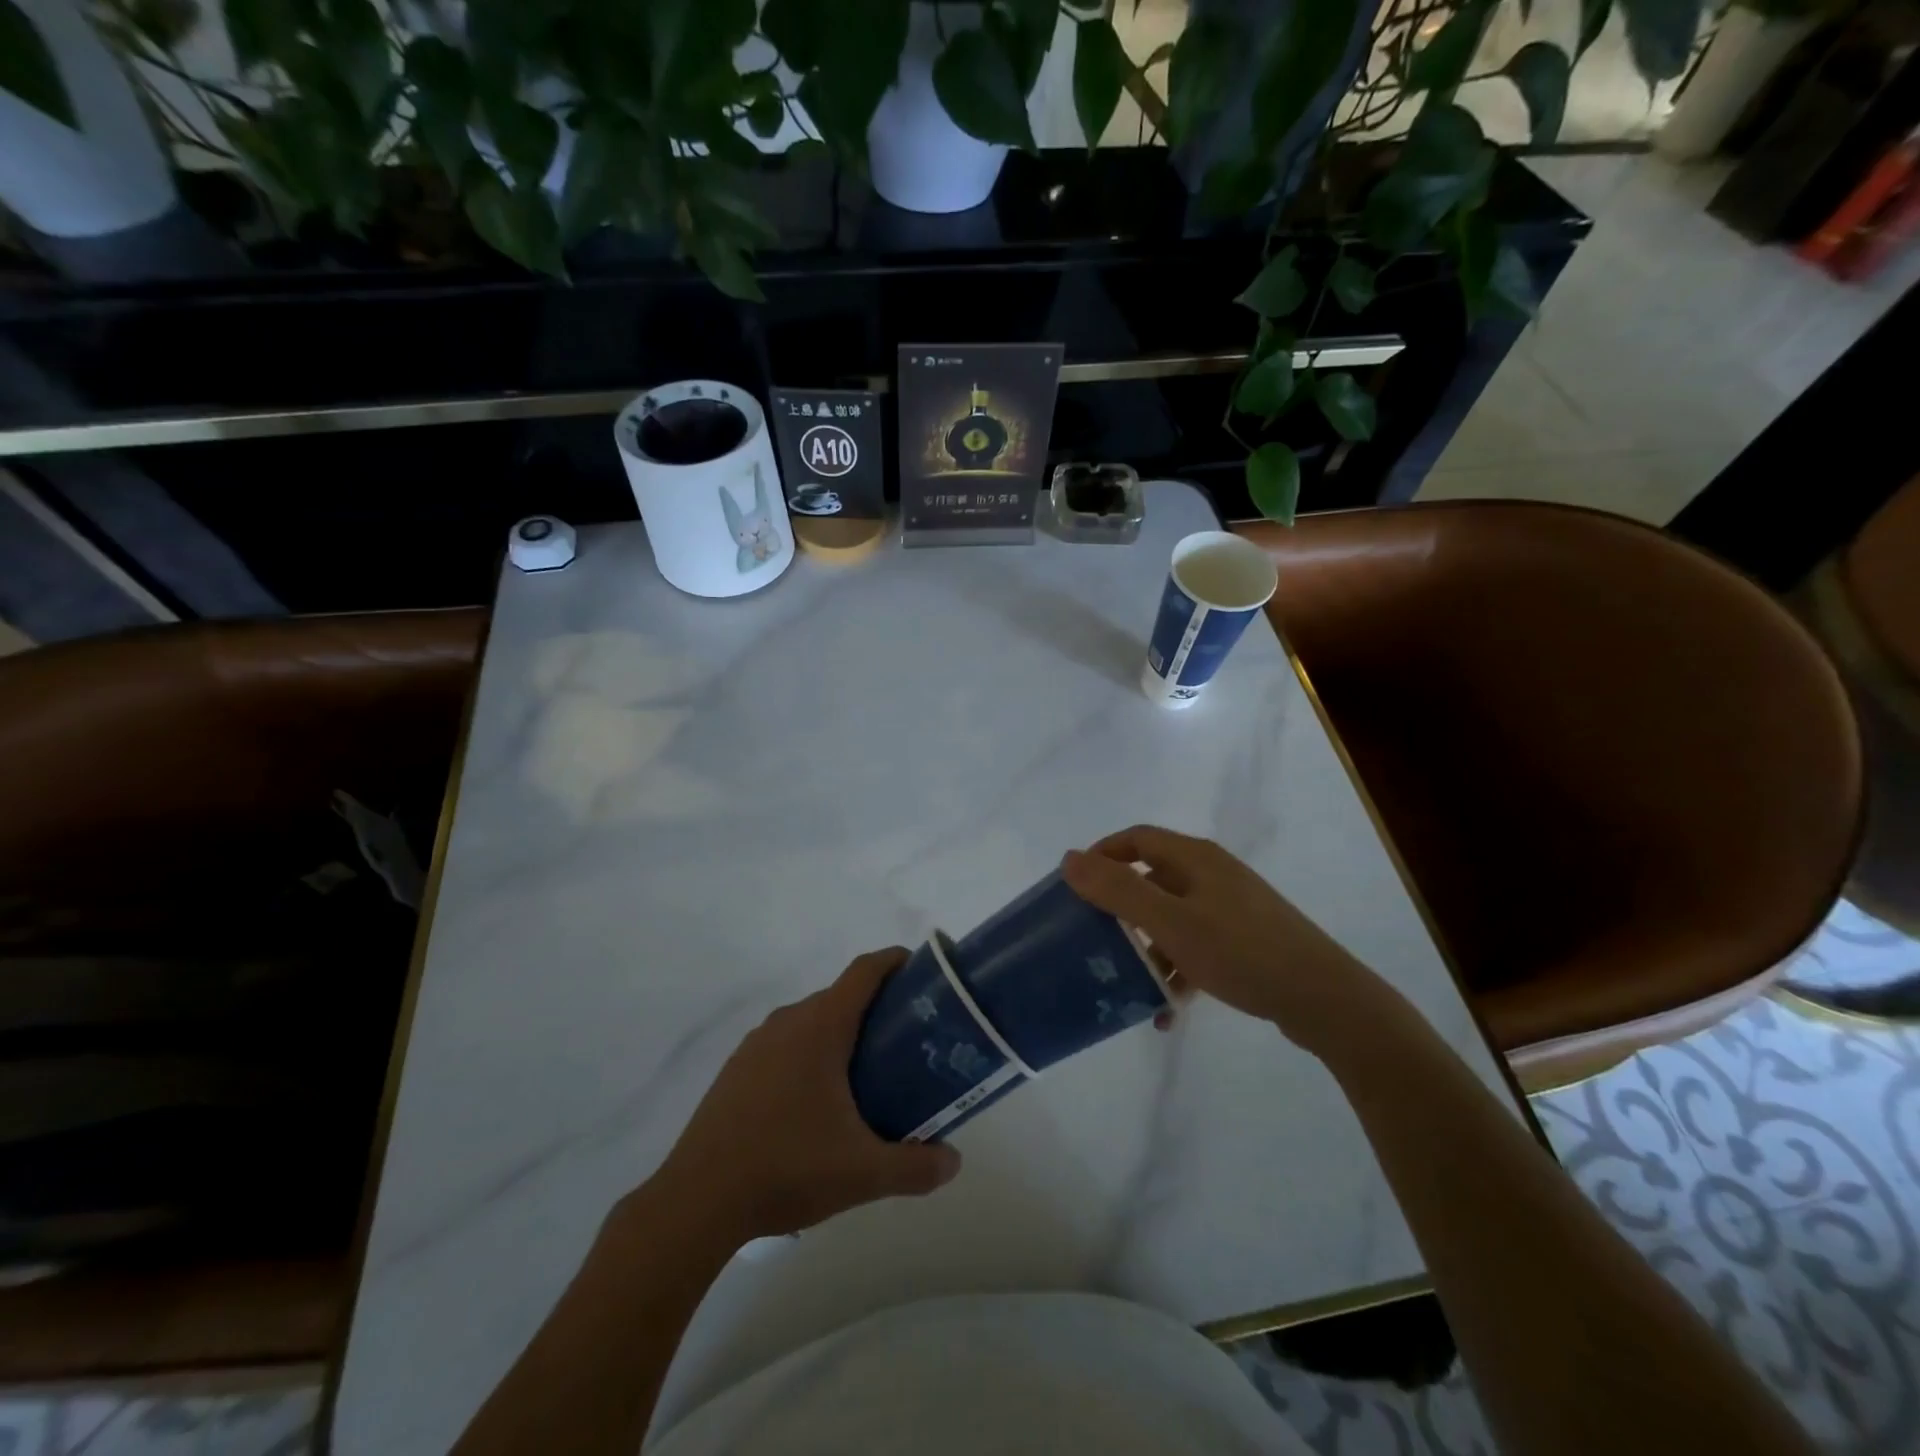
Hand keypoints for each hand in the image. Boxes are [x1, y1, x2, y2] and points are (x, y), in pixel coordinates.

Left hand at [656, 948, 961, 1243]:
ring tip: (867, 1074)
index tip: (923, 971)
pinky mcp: (736, 1069)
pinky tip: (817, 1102)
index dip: (896, 961)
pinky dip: (810, 1054)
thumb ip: (915, 1166)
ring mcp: (756, 1044)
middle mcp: (788, 1021)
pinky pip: (785, 1044)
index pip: (865, 970)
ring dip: (842, 1034)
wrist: (696, 1202)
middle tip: (907, 1041)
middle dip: (877, 1009)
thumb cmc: (786, 1168)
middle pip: (841, 996)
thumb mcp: (862, 1172)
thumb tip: (953, 1162)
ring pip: (811, 1021)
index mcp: (820, 1026)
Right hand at [1061, 826, 1384, 1054]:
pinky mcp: (1246, 939)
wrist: (1324, 998)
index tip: (1074, 886)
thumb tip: (1070, 858)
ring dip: (1147, 947)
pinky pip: (1196, 946)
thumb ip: (1118, 890)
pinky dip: (1176, 970)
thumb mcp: (1170, 922)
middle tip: (1093, 936)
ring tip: (1128, 983)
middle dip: (1120, 908)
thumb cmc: (1241, 951)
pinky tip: (1166, 1010)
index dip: (1102, 855)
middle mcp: (1212, 874)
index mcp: (1194, 858)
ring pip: (1172, 917)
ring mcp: (1232, 907)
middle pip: (1152, 878)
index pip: (1136, 838)